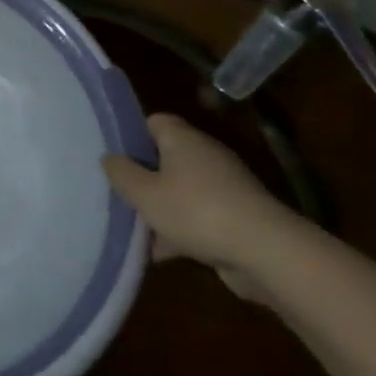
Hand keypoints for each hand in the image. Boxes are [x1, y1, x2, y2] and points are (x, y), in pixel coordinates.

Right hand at [102, 114, 303, 300]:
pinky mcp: (238, 217)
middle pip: (167, 158)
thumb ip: (121, 173)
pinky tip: (161, 253)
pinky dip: (181, 231)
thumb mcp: (144, 193)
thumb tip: (109, 158)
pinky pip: (200, 216)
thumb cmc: (195, 211)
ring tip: (136, 228)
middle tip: (120, 193)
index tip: (115, 155)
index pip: (155, 121)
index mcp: (183, 140)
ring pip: (182, 190)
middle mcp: (206, 156)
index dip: (133, 134)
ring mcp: (225, 187)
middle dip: (144, 177)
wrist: (266, 252)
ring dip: (161, 208)